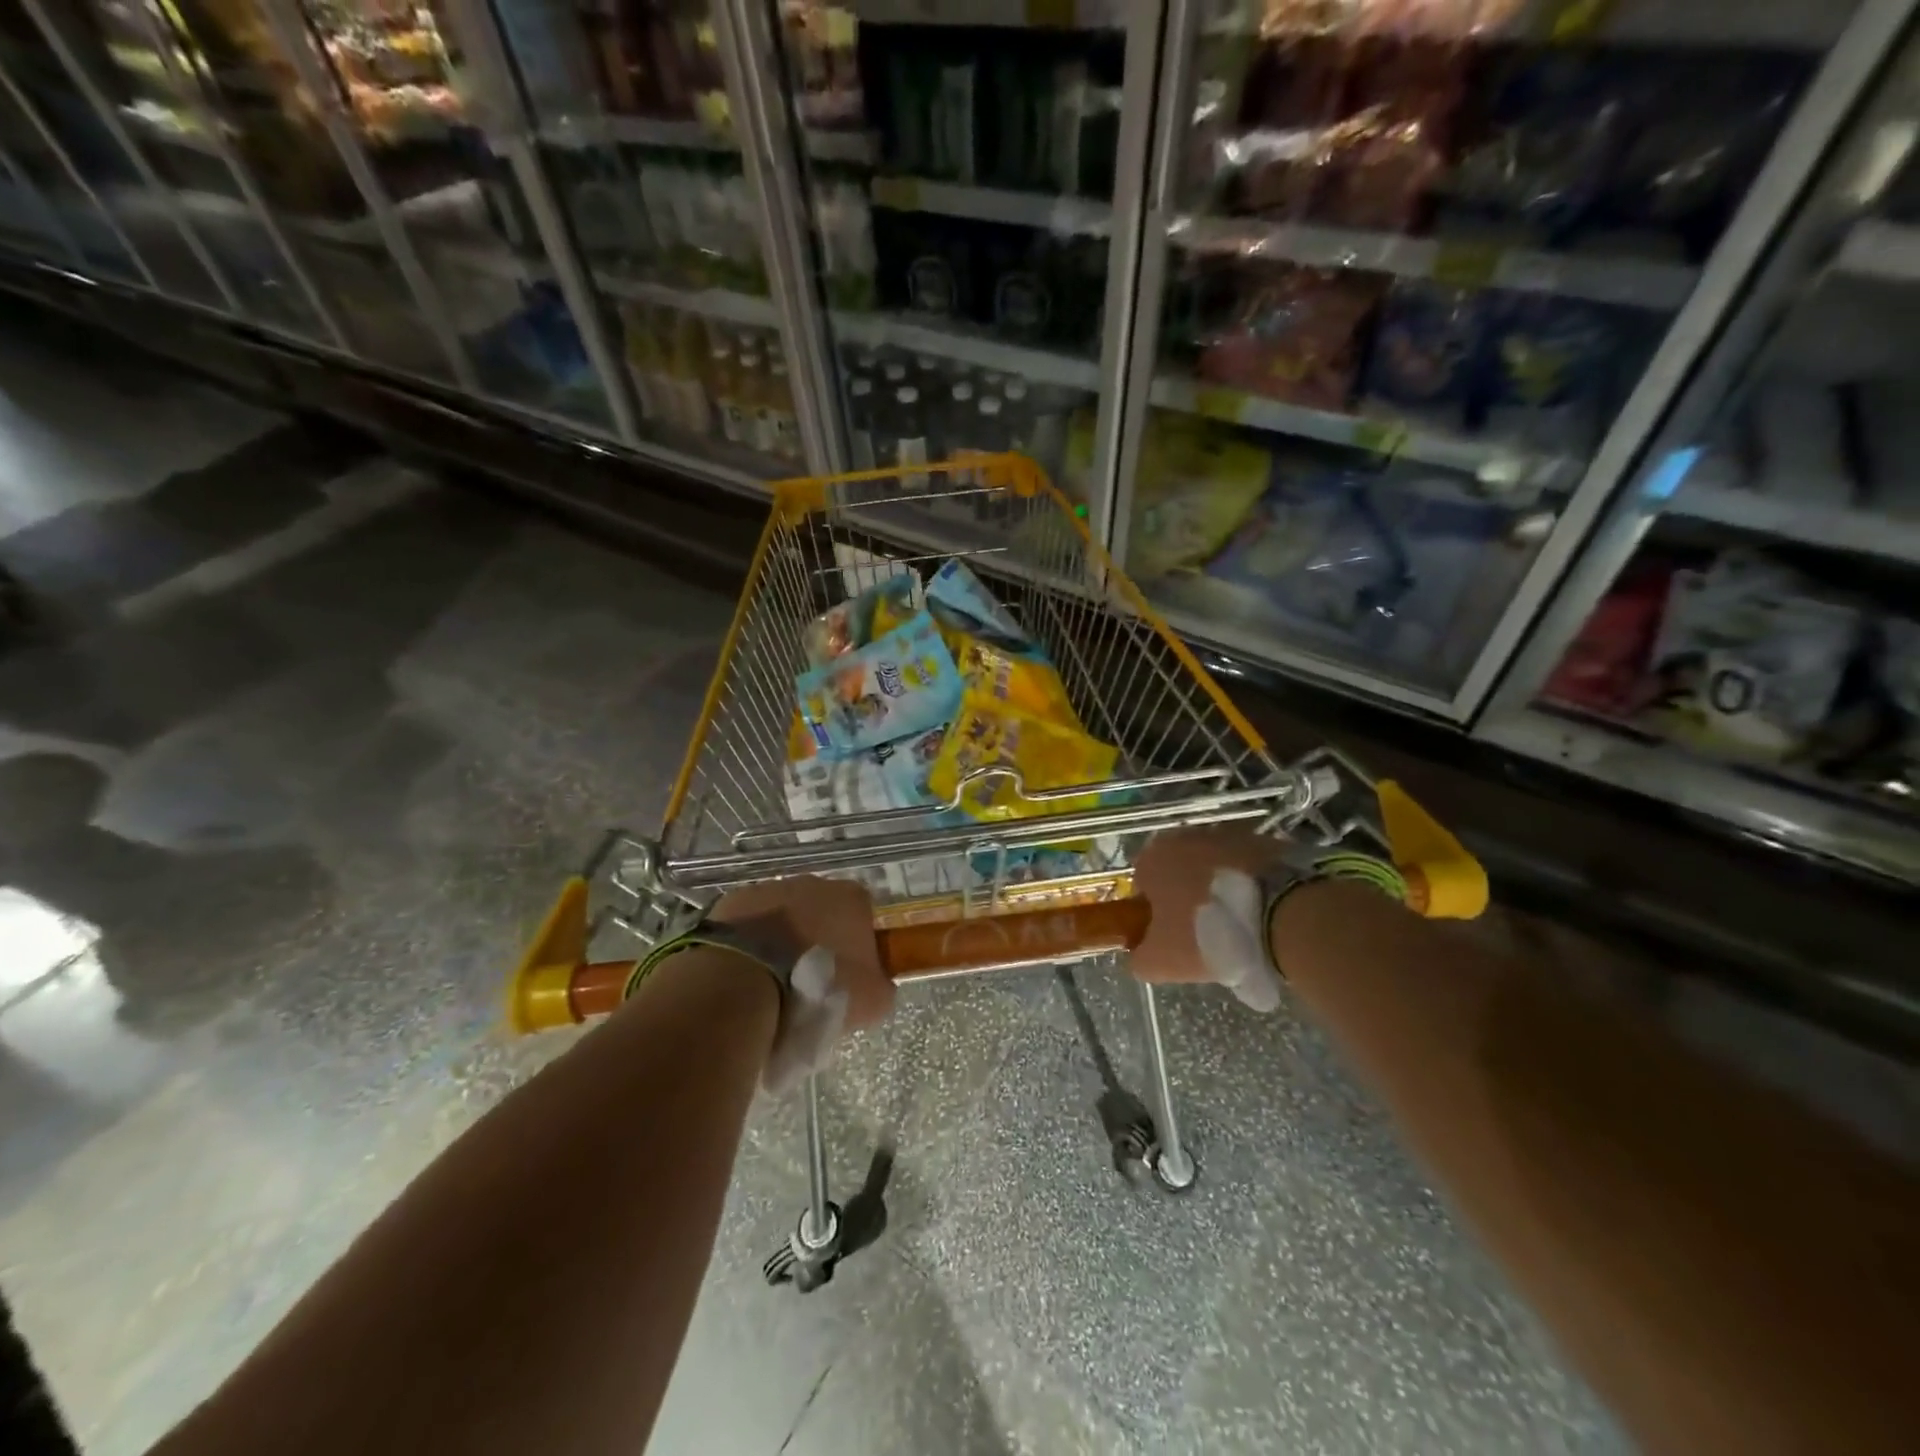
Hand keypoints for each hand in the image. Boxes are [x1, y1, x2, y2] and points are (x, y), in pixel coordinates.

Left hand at [711, 876, 890, 1093]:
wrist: (745, 984)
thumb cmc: (818, 988)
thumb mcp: (871, 1001)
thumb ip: (882, 985)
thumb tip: (877, 984)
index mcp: (853, 898)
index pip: (864, 916)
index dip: (859, 946)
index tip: (850, 977)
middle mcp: (814, 883)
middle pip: (823, 911)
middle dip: (819, 939)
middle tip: (811, 981)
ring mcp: (770, 888)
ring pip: (784, 915)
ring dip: (783, 940)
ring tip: (774, 982)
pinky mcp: (731, 902)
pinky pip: (749, 924)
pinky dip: (750, 944)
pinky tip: (746, 974)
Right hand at [1129, 824, 1286, 1012]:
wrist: (1281, 915)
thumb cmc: (1207, 934)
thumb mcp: (1160, 961)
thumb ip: (1138, 957)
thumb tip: (1140, 953)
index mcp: (1153, 858)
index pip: (1142, 886)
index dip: (1153, 914)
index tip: (1172, 938)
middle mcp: (1184, 837)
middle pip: (1178, 873)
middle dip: (1187, 898)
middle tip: (1205, 936)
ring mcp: (1227, 835)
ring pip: (1213, 868)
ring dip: (1219, 890)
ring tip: (1240, 928)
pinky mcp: (1263, 841)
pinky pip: (1247, 869)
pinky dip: (1250, 886)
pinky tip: (1263, 914)